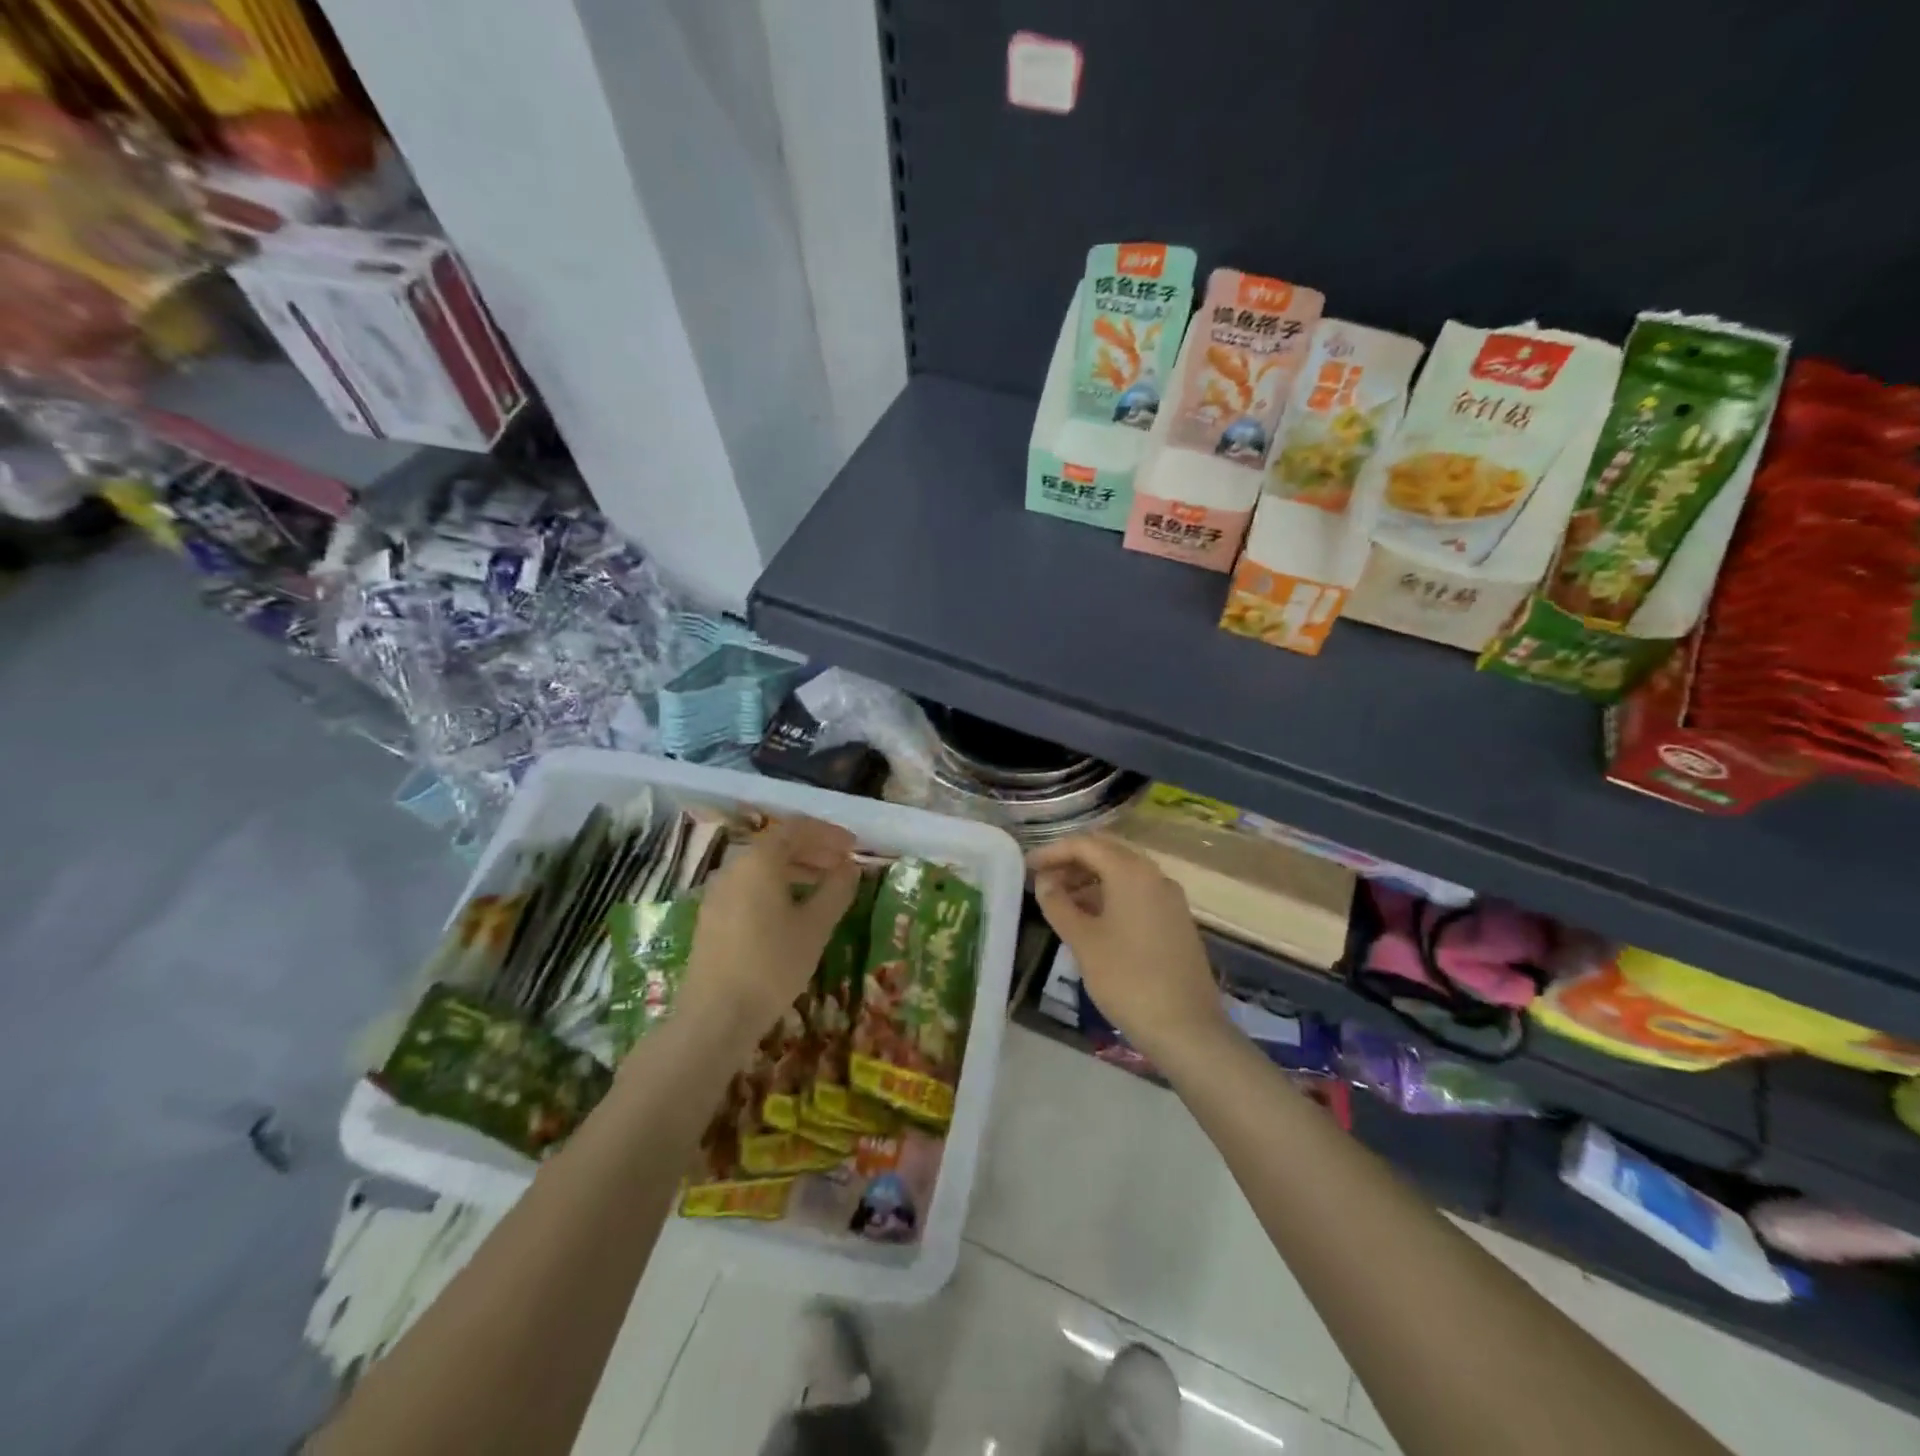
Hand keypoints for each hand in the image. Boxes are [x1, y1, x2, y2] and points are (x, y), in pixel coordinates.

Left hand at [681, 817, 860, 1042]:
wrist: (715, 1016)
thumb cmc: (772, 965)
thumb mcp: (815, 926)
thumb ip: (836, 890)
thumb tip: (850, 867)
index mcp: (759, 860)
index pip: (797, 828)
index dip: (828, 834)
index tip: (854, 847)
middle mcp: (734, 867)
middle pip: (777, 845)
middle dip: (814, 851)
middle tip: (843, 866)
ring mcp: (718, 892)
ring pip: (762, 867)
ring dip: (796, 870)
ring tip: (824, 887)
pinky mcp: (712, 917)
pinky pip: (749, 887)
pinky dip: (776, 887)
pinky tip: (793, 911)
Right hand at [1028, 834, 1228, 1063]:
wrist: (1186, 1027)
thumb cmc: (1127, 979)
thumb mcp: (1083, 941)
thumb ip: (1058, 905)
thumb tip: (1044, 881)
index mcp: (1131, 872)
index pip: (1085, 845)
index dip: (1053, 852)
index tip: (1027, 867)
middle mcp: (1154, 875)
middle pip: (1107, 853)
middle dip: (1072, 862)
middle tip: (1043, 880)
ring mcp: (1169, 898)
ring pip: (1123, 874)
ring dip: (1090, 880)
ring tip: (1061, 902)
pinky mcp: (1175, 920)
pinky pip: (1137, 893)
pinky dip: (1110, 895)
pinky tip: (1091, 918)